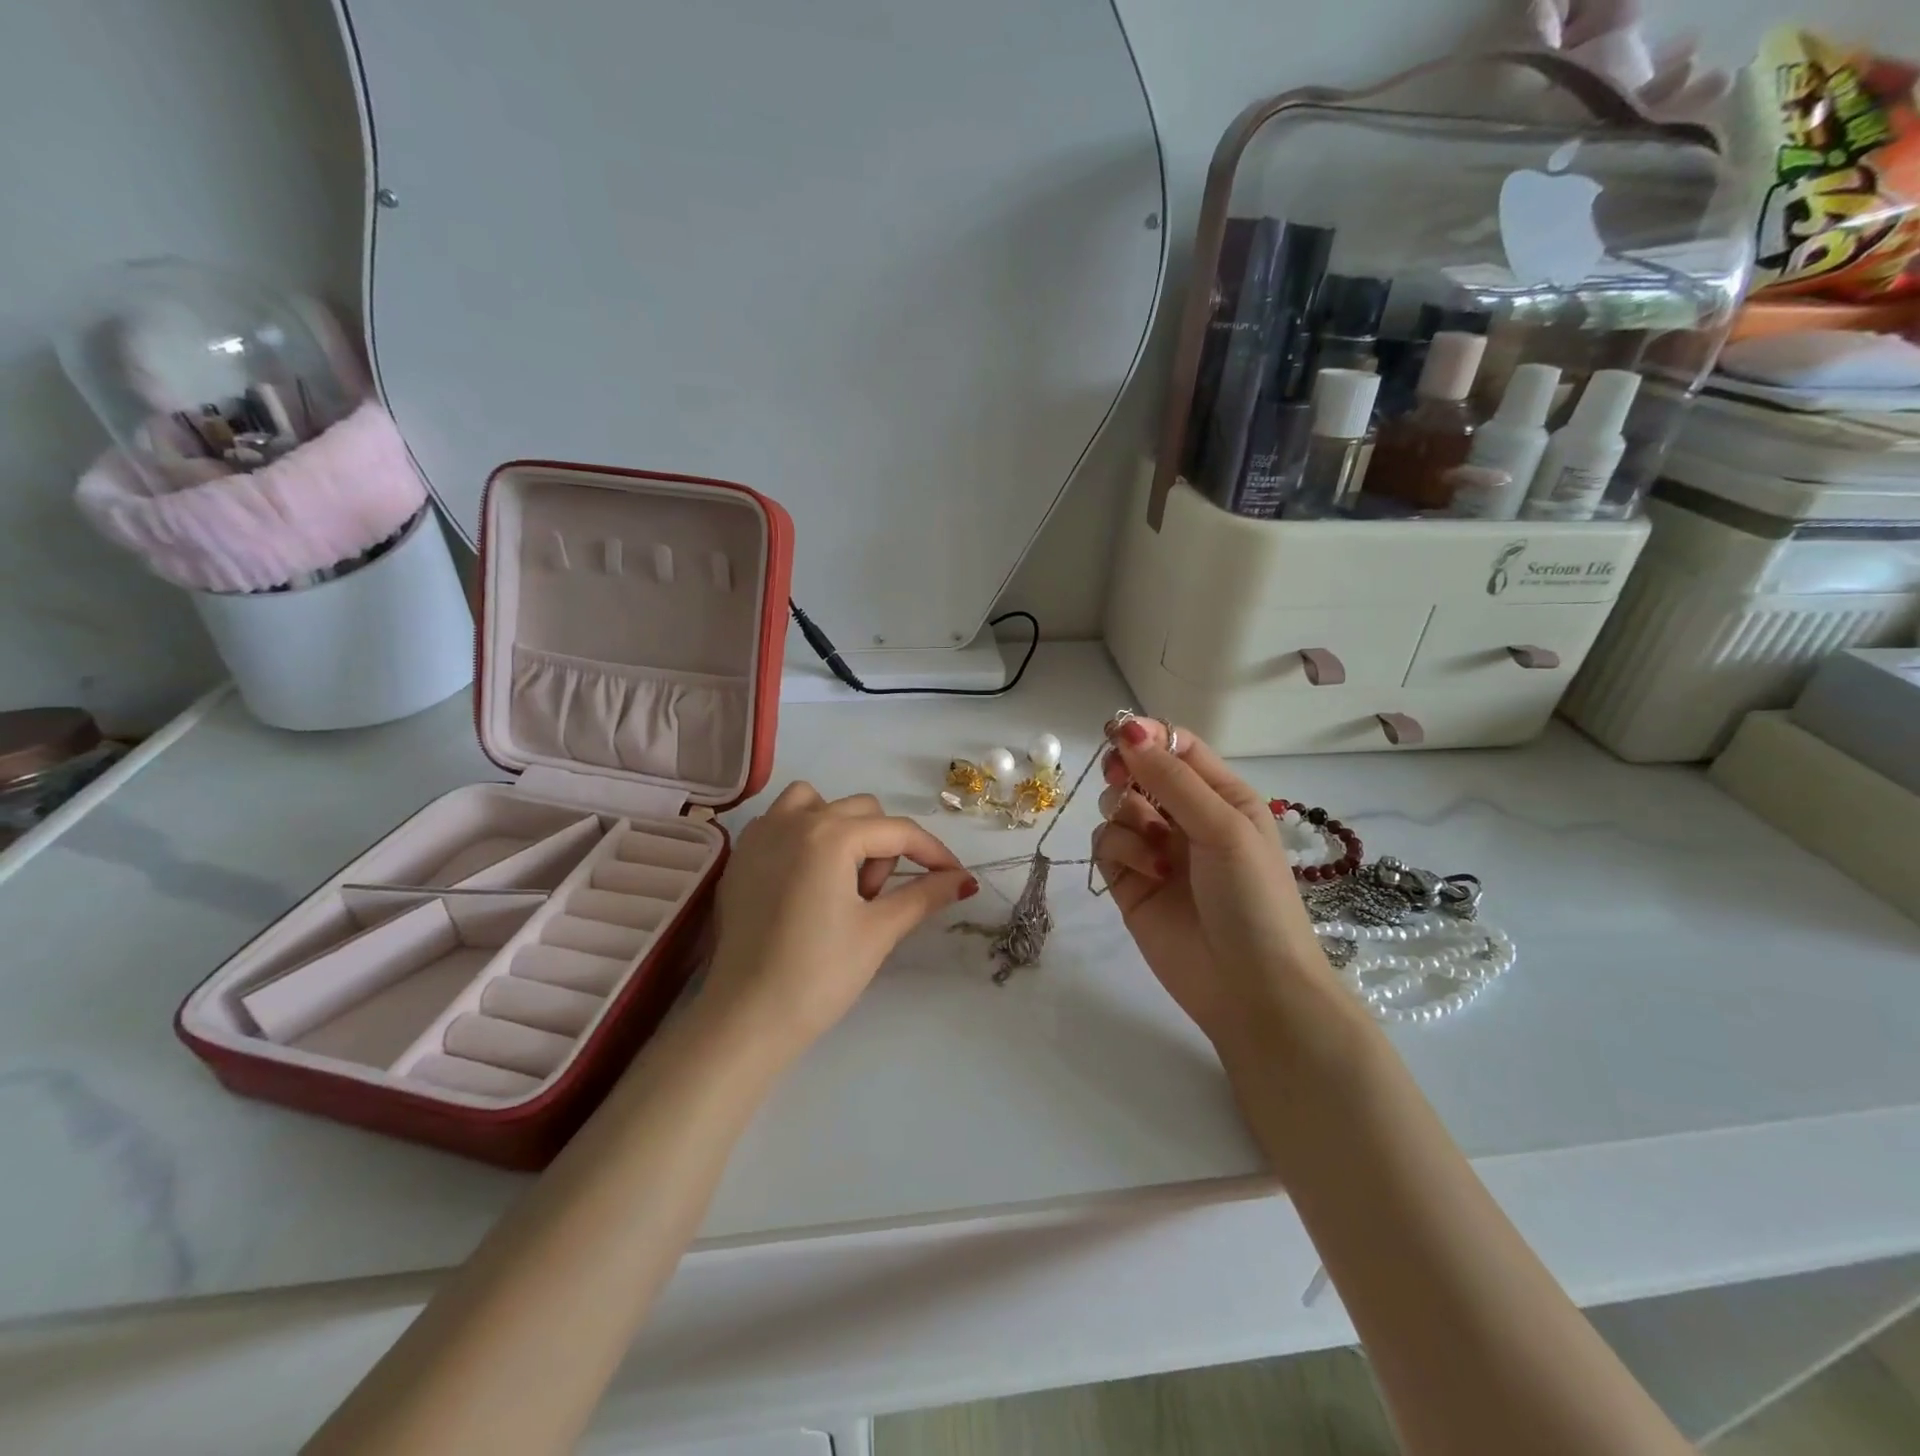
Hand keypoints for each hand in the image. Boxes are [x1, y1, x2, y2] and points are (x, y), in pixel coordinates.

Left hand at [705, 783, 977, 1051]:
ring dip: (843, 829)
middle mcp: (794, 820)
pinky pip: (782, 821)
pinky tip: (807, 880)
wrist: (746, 1018)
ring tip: (843, 879)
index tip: (955, 877)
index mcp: (831, 835)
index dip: (933, 853)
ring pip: (817, 803)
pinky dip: (805, 835)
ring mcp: (761, 834)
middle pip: (862, 812)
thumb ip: (924, 895)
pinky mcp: (740, 855)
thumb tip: (963, 880)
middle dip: (884, 848)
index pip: (898, 831)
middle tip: (878, 899)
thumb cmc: (819, 975)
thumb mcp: (880, 931)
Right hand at [1090, 719, 1336, 1059]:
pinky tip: (1148, 874)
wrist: (1250, 989)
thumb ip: (1171, 778)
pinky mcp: (1129, 882)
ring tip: (1156, 849)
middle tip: (1123, 781)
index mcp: (1221, 796)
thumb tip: (1126, 729)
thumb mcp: (1223, 826)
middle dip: (1128, 772)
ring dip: (1129, 820)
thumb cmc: (1252, 898)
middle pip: (1139, 772)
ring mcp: (1155, 850)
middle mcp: (1186, 817)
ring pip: (1117, 808)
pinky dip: (1122, 852)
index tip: (1118, 734)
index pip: (1177, 747)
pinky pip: (1107, 845)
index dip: (1147, 736)